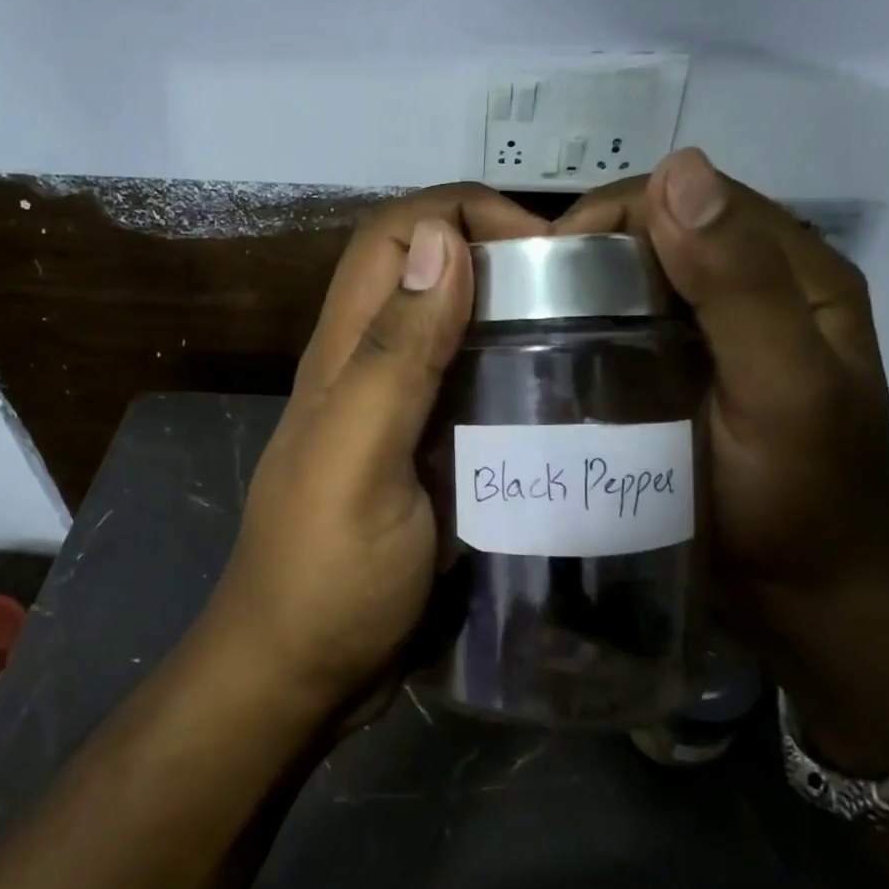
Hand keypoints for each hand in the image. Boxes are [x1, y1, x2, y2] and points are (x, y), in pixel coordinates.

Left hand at [204, 185, 549, 722]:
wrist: (302, 674)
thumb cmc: (327, 576)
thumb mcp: (360, 462)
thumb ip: (395, 355)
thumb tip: (439, 239)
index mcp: (344, 356)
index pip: (394, 236)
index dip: (462, 214)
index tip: (543, 252)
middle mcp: (367, 371)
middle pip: (426, 274)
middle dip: (499, 257)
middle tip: (582, 294)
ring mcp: (396, 419)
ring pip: (453, 334)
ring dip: (511, 318)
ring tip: (586, 339)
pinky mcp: (422, 462)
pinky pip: (469, 396)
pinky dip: (510, 380)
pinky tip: (560, 404)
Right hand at [556, 151, 888, 770]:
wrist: (803, 597)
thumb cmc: (799, 498)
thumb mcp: (782, 389)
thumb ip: (740, 285)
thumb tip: (677, 168)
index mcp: (795, 272)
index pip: (692, 197)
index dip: (617, 215)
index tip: (549, 270)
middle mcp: (755, 288)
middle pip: (659, 233)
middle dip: (589, 254)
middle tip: (528, 307)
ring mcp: (716, 334)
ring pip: (637, 280)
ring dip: (582, 292)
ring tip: (527, 328)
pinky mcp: (683, 374)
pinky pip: (628, 328)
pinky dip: (588, 329)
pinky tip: (553, 356)